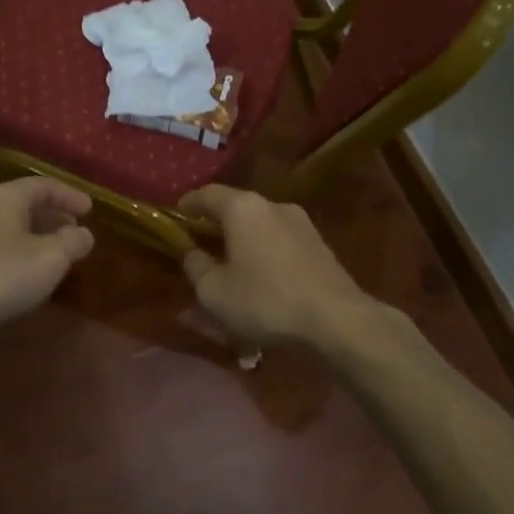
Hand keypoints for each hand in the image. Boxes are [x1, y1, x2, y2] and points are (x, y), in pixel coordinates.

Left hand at [0, 178, 94, 344]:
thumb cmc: (1, 275)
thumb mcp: (51, 258)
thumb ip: (72, 242)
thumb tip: (84, 234)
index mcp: (4, 199)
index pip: (42, 185)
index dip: (69, 195)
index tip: (90, 210)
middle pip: (23, 205)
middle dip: (52, 216)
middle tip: (74, 231)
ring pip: (8, 230)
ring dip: (35, 238)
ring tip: (55, 255)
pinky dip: (17, 256)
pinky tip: (25, 277)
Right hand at [177, 185, 382, 350]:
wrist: (337, 319)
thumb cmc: (265, 301)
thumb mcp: (214, 292)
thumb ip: (195, 266)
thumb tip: (191, 252)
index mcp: (242, 208)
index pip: (206, 194)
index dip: (187, 205)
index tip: (176, 218)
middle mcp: (272, 204)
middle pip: (235, 206)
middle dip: (215, 223)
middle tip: (200, 243)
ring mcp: (300, 222)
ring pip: (259, 223)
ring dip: (242, 238)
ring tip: (232, 262)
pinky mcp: (319, 242)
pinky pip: (279, 239)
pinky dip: (264, 249)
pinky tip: (262, 274)